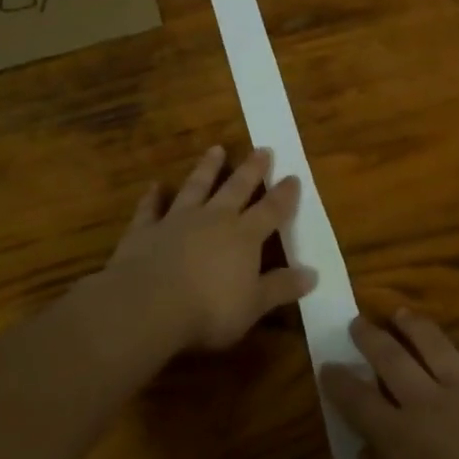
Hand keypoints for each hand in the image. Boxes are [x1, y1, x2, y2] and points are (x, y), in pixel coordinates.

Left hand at [99, 145, 316, 352]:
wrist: (147, 305)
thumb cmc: (209, 309)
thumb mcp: (254, 304)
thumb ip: (281, 287)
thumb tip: (313, 274)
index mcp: (244, 236)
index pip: (271, 210)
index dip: (284, 195)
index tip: (293, 177)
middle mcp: (214, 219)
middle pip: (236, 188)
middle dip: (252, 169)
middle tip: (262, 149)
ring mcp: (177, 220)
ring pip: (196, 187)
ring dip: (207, 168)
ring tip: (216, 149)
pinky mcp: (145, 230)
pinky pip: (150, 208)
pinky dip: (153, 197)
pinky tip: (154, 186)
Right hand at [320, 310, 458, 458]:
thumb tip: (366, 452)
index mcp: (398, 438)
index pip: (357, 401)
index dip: (339, 381)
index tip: (327, 365)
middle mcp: (427, 403)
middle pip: (392, 359)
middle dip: (370, 337)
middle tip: (357, 321)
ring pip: (435, 346)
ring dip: (415, 326)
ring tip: (402, 314)